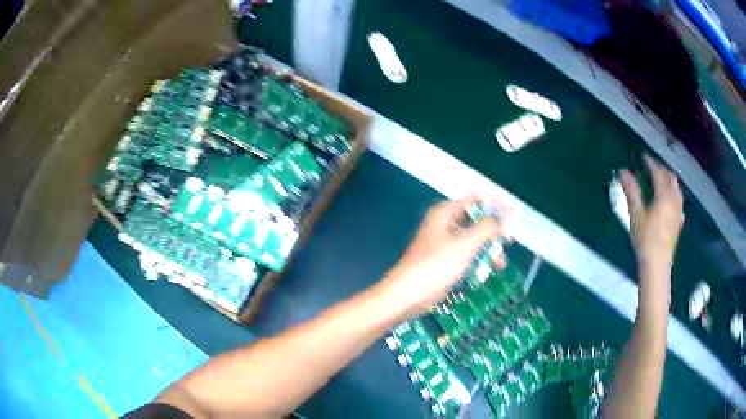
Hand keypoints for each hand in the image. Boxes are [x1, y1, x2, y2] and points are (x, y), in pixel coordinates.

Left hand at [381, 195, 506, 315]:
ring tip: (499, 264)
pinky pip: (465, 257)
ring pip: (471, 241)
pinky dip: (476, 262)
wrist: (406, 296)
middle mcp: (444, 225)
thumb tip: (503, 218)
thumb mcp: (465, 244)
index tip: (513, 217)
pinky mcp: (442, 262)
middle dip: (492, 232)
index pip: (476, 201)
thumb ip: (486, 228)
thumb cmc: (435, 266)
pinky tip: (485, 273)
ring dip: (486, 250)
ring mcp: (442, 244)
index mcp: (445, 213)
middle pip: (475, 221)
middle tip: (508, 243)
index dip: (495, 206)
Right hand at [620, 155, 683, 274]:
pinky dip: (674, 195)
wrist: (657, 265)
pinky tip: (670, 201)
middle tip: (652, 167)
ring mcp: (678, 212)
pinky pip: (679, 202)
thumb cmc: (646, 239)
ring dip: (669, 181)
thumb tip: (623, 171)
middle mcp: (674, 200)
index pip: (658, 172)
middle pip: (670, 178)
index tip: (643, 157)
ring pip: (677, 189)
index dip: (651, 163)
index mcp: (664, 196)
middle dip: (662, 170)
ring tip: (661, 180)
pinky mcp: (679, 222)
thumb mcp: (636, 215)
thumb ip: (631, 191)